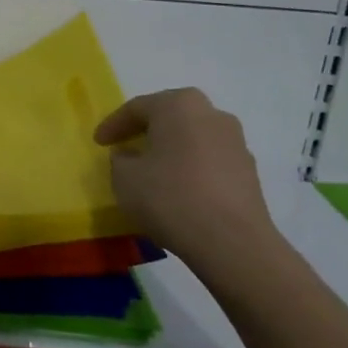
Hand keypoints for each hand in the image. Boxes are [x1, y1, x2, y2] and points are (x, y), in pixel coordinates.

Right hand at [94, 89, 277, 264]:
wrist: (231, 241)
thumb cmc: (170, 198)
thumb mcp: (124, 178)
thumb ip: (120, 160)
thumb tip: (130, 156)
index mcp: (179, 106)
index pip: (137, 107)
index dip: (113, 125)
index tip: (98, 142)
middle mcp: (212, 115)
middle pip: (171, 116)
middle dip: (146, 130)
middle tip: (126, 146)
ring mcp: (236, 142)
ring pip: (193, 137)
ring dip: (171, 149)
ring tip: (152, 170)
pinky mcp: (248, 170)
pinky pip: (209, 160)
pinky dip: (190, 168)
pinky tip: (178, 189)